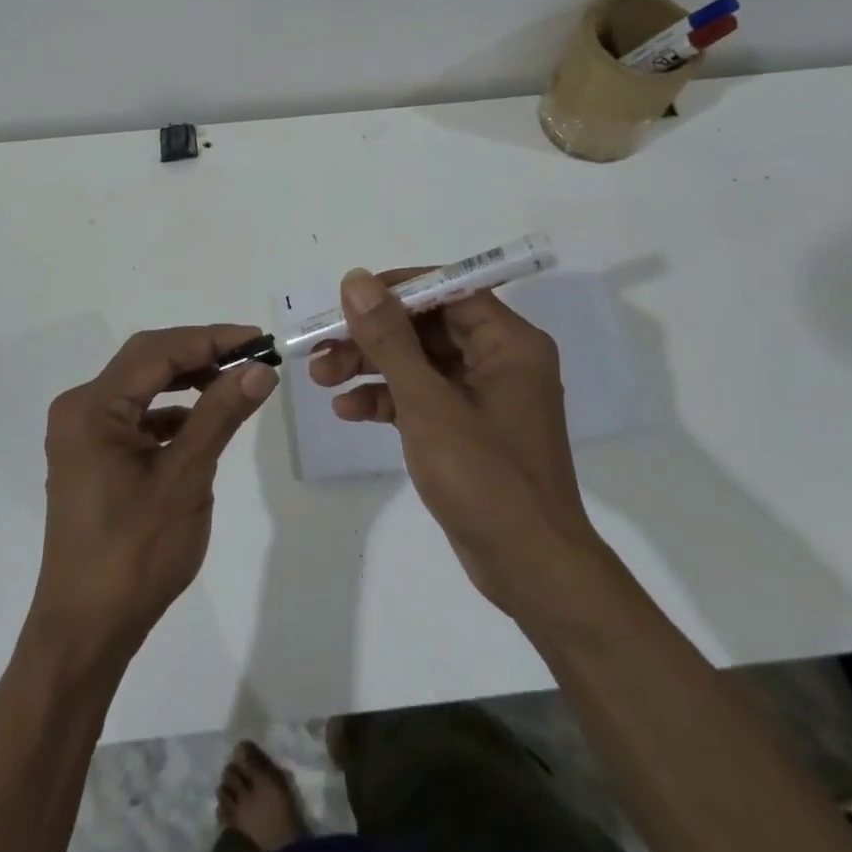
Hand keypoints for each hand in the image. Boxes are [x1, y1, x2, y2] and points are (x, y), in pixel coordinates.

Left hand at [30, 325, 277, 660]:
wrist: (86, 631)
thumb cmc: (135, 553)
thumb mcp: (185, 478)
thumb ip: (221, 414)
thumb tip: (259, 368)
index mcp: (92, 407)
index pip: (158, 351)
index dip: (211, 339)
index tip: (259, 339)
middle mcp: (79, 409)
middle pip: (147, 362)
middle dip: (200, 354)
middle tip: (252, 357)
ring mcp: (81, 434)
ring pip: (142, 387)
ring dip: (187, 381)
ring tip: (234, 383)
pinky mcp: (91, 456)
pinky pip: (135, 416)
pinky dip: (171, 412)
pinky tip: (201, 424)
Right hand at [310, 269, 597, 620]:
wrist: (529, 570)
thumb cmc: (485, 477)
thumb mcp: (428, 403)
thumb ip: (389, 339)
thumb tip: (357, 281)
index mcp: (508, 343)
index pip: (447, 290)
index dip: (395, 290)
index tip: (348, 299)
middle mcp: (499, 360)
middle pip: (426, 327)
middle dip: (372, 336)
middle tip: (322, 346)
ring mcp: (482, 396)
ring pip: (418, 363)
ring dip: (370, 367)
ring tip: (322, 378)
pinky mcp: (466, 428)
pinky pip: (422, 397)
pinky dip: (386, 400)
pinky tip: (348, 410)